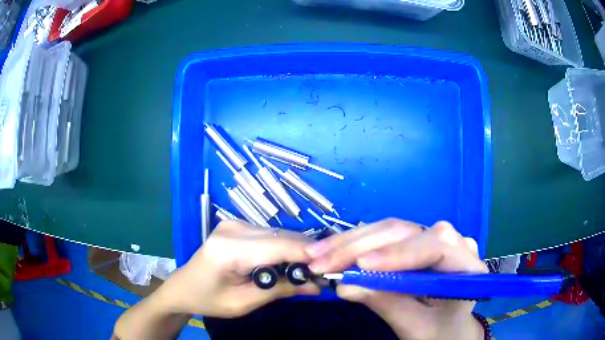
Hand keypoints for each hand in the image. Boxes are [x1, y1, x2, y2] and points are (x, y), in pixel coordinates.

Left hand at [157, 221, 318, 317]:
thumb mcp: (245, 303)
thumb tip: (318, 285)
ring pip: (279, 234)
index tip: (332, 267)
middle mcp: (233, 228)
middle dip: (307, 254)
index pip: (278, 246)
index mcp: (229, 249)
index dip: (308, 255)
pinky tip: (289, 263)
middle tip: (324, 273)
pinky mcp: (238, 225)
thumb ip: (281, 290)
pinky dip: (284, 248)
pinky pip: (270, 235)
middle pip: (282, 237)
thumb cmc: (210, 300)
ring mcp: (235, 223)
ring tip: (310, 271)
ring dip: (297, 251)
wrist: (184, 287)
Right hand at [305, 219, 486, 339]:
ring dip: (352, 241)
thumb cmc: (441, 334)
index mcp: (467, 266)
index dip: (400, 253)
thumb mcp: (417, 327)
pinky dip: (356, 244)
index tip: (361, 266)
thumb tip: (344, 285)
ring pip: (391, 229)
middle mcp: (453, 243)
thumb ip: (388, 304)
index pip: (438, 245)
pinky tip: (332, 250)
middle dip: (362, 246)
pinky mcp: (415, 243)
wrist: (450, 331)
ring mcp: (433, 240)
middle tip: (321, 260)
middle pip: (407, 232)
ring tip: (317, 254)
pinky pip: (384, 237)